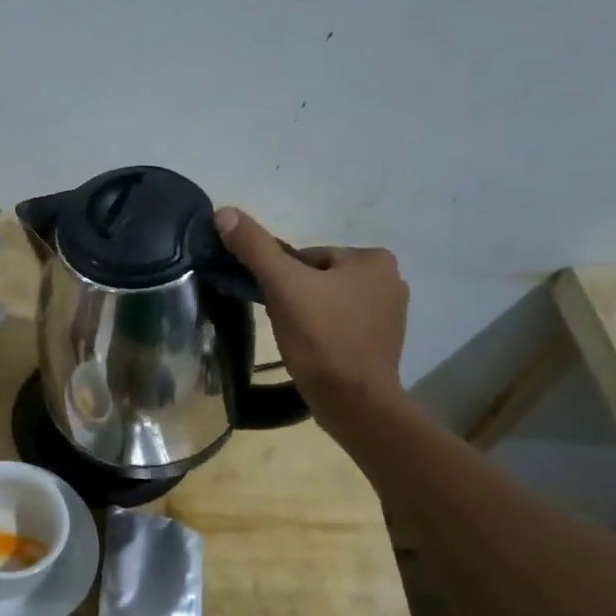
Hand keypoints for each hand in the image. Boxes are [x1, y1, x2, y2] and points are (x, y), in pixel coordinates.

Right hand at [213, 206, 408, 422]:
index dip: (282, 280)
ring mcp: (390, 314)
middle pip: (317, 279)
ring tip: (297, 342)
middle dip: (296, 299)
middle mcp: (391, 280)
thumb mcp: (283, 287)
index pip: (307, 257)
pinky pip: (341, 326)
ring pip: (328, 304)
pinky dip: (323, 335)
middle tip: (284, 325)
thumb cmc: (322, 339)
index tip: (275, 305)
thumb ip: (255, 248)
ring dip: (308, 317)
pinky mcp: (383, 343)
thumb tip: (225, 212)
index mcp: (373, 258)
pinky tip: (313, 353)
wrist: (354, 403)